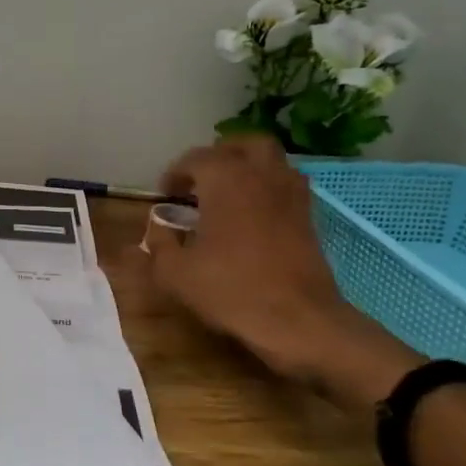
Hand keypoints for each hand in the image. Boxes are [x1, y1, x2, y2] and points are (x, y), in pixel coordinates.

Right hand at [145, 136, 419, 406]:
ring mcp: (291, 193)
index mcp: (225, 179)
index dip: (175, 174)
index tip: (165, 197)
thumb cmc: (231, 290)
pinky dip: (268, 188)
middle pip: (241, 144)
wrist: (298, 320)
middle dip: (218, 156)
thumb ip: (158, 244)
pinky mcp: (309, 216)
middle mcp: (261, 174)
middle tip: (200, 181)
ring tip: (227, 194)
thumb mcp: (176, 273)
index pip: (195, 158)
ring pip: (270, 160)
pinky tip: (253, 216)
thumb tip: (155, 228)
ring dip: (247, 167)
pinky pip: (286, 185)